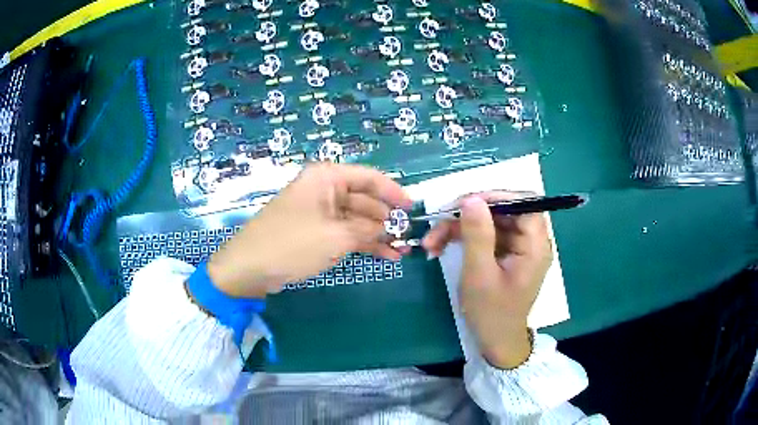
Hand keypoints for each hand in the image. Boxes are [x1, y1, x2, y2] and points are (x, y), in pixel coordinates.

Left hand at [207, 163, 411, 297]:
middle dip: (387, 219)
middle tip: (410, 237)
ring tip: (403, 251)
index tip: (414, 209)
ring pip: (357, 219)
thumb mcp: (335, 237)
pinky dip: (364, 243)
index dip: (394, 192)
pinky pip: (346, 233)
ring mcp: (320, 212)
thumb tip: (391, 228)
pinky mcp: (316, 232)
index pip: (370, 177)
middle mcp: (324, 190)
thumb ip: (368, 230)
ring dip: (378, 234)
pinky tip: (386, 255)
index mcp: (327, 178)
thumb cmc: (292, 243)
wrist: (250, 268)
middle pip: (365, 199)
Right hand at [422, 192, 552, 368]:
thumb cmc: (491, 313)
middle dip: (469, 214)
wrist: (495, 342)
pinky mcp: (504, 254)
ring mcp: (517, 247)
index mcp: (535, 246)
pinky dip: (462, 238)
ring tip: (431, 241)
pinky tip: (439, 247)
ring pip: (489, 222)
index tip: (467, 203)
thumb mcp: (480, 275)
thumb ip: (477, 235)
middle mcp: (530, 242)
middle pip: (503, 210)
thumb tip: (471, 199)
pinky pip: (484, 235)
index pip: (525, 203)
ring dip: (458, 227)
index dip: (498, 197)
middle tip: (440, 220)